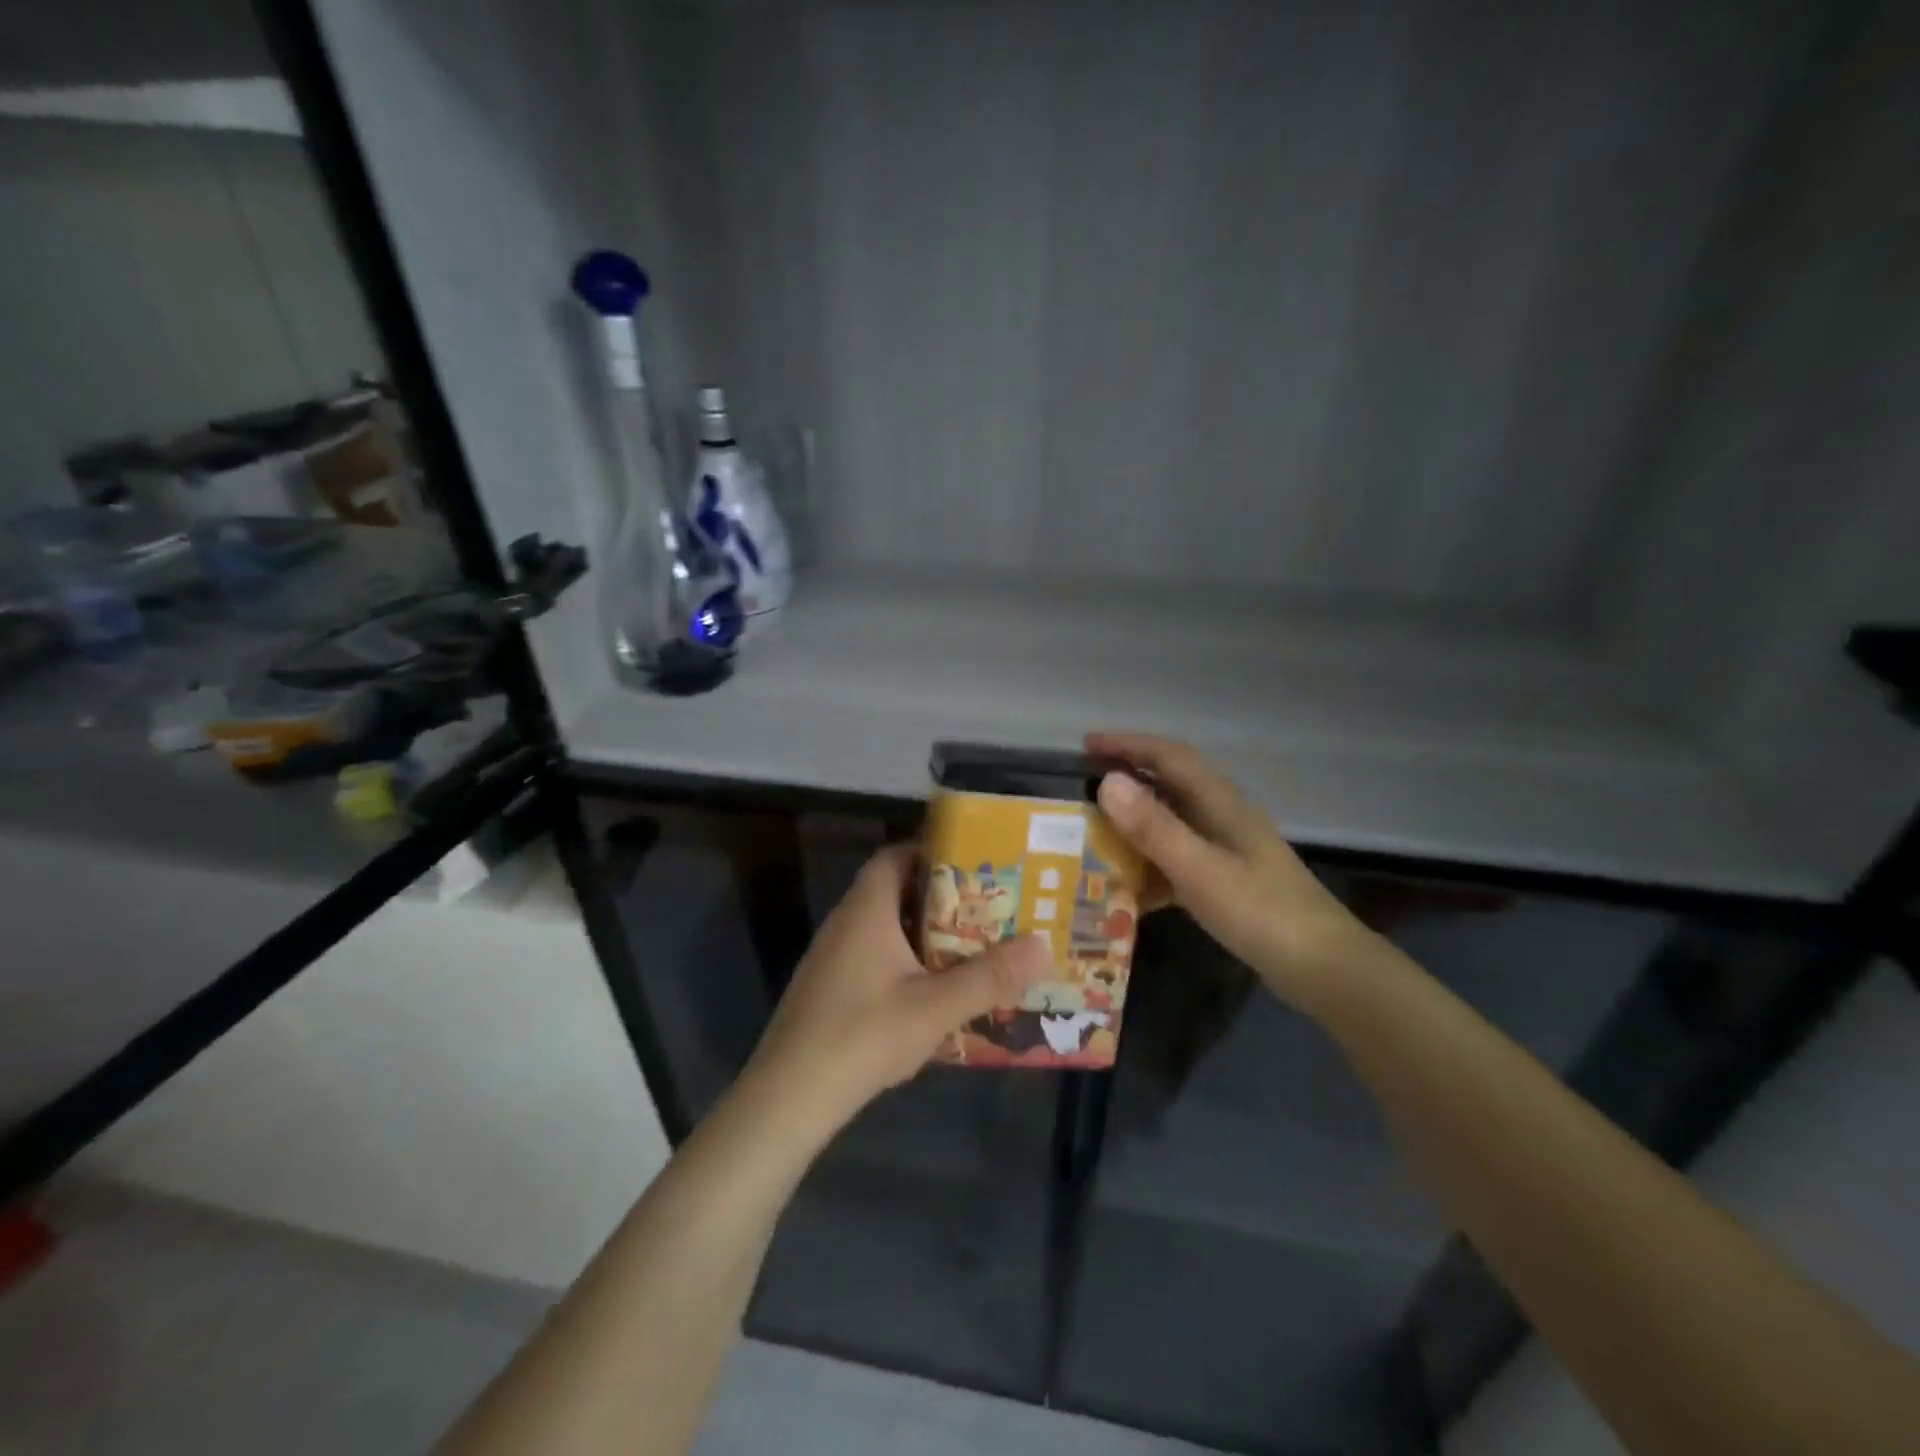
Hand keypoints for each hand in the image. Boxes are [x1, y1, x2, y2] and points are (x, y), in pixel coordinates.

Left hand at [745, 844, 1050, 1131]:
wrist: (789, 1096)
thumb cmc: (864, 1035)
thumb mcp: (935, 1007)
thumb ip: (989, 977)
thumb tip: (1043, 946)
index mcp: (866, 909)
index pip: (896, 856)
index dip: (932, 851)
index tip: (974, 863)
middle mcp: (846, 922)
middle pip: (894, 889)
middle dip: (939, 895)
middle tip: (985, 906)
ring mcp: (833, 956)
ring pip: (884, 926)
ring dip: (923, 931)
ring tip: (969, 944)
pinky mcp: (829, 987)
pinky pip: (873, 954)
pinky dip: (905, 958)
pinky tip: (931, 988)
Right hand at [1087, 731, 1390, 1012]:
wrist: (1323, 968)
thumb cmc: (1261, 913)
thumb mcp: (1199, 869)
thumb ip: (1153, 827)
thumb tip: (1107, 782)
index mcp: (1221, 803)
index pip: (1170, 756)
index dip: (1128, 744)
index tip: (1087, 745)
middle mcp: (1223, 818)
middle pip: (1169, 785)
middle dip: (1126, 781)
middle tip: (1082, 790)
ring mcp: (1227, 851)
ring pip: (1171, 825)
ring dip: (1134, 827)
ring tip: (1094, 838)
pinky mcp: (1227, 882)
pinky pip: (1177, 863)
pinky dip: (1150, 869)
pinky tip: (1128, 893)